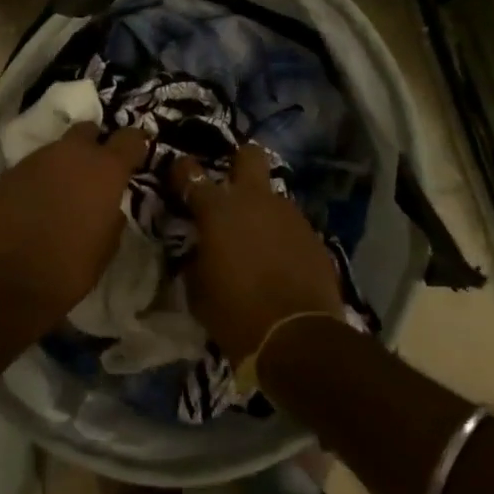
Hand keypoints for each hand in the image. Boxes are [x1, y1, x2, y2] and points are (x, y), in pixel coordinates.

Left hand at [0, 123, 150, 337]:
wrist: (6, 280)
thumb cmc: (69, 268)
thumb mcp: (107, 246)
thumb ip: (112, 215)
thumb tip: (108, 206)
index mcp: (105, 169)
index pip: (130, 138)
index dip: (134, 146)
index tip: (134, 158)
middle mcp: (72, 153)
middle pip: (89, 130)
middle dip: (94, 144)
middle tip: (94, 171)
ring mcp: (38, 158)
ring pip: (58, 148)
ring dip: (64, 163)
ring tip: (62, 191)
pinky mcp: (10, 171)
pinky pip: (34, 166)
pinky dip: (40, 178)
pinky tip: (35, 202)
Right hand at [170, 142, 343, 358]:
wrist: (297, 338)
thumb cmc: (236, 313)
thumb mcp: (198, 290)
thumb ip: (196, 259)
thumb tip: (199, 250)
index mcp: (218, 210)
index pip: (191, 175)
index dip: (182, 171)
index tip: (179, 174)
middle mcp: (254, 200)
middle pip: (249, 156)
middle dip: (240, 163)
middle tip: (232, 185)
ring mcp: (289, 214)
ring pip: (273, 196)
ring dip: (263, 210)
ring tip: (258, 239)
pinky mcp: (314, 235)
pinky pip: (291, 226)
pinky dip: (283, 237)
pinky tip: (281, 260)